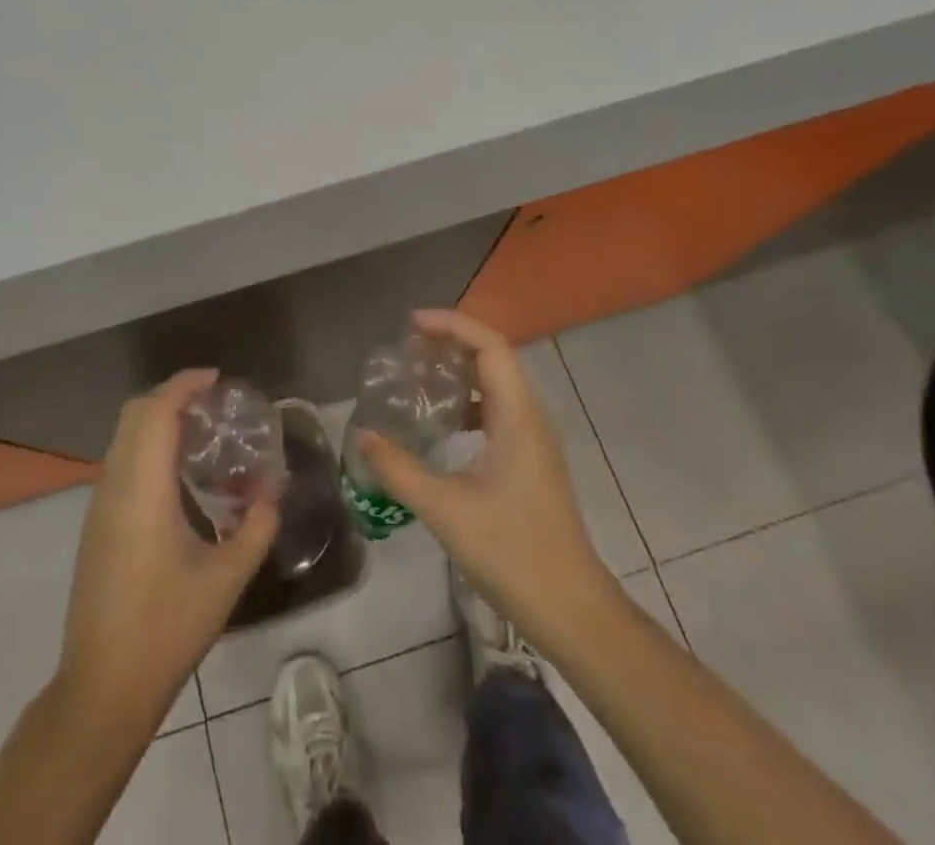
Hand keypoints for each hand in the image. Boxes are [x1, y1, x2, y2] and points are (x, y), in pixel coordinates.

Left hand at [58, 369, 277, 724]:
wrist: (102, 687)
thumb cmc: (167, 628)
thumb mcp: (226, 578)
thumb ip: (256, 526)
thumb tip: (272, 490)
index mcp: (142, 489)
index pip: (156, 411)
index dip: (184, 385)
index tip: (216, 379)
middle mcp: (114, 485)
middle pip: (134, 413)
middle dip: (170, 395)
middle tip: (211, 403)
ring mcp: (99, 505)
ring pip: (123, 436)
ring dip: (156, 420)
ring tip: (199, 432)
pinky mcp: (95, 524)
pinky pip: (119, 461)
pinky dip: (146, 445)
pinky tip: (176, 473)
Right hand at [359, 310, 622, 660]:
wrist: (572, 610)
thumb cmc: (511, 552)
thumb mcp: (444, 509)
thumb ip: (398, 469)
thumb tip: (363, 436)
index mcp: (517, 415)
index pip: (489, 345)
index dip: (451, 324)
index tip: (411, 325)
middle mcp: (531, 417)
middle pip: (494, 357)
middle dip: (452, 342)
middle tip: (408, 347)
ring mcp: (534, 440)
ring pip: (498, 385)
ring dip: (461, 372)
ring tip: (419, 377)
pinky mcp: (531, 462)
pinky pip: (499, 411)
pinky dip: (469, 403)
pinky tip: (442, 424)